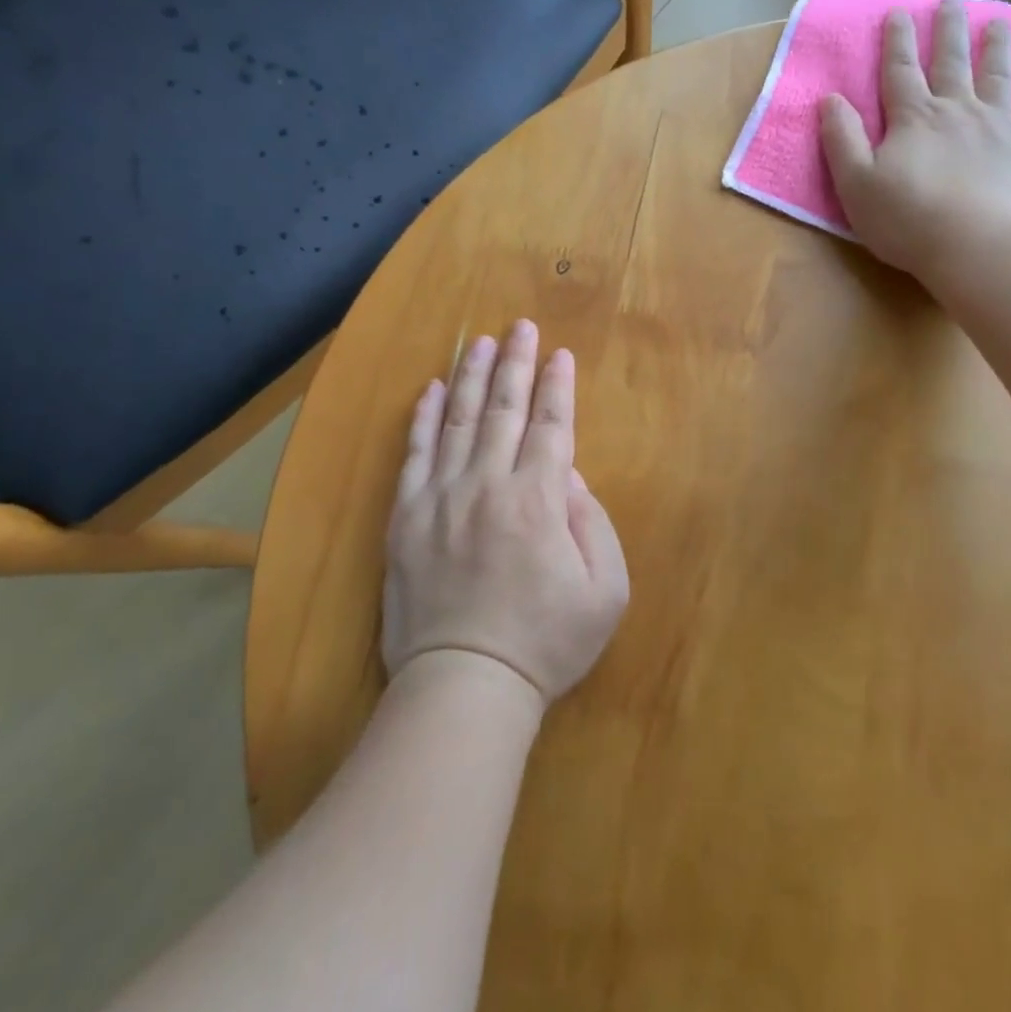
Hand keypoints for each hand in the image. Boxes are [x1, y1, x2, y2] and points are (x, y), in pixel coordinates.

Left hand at [382, 320, 628, 708]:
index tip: (561, 354)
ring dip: (469, 376)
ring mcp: (442, 497)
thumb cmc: (545, 642)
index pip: (552, 425)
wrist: (465, 684)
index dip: (558, 386)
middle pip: (504, 409)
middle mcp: (489, 484)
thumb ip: (592, 522)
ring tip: (478, 342)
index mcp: (540, 499)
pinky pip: (414, 454)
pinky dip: (422, 418)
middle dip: (516, 363)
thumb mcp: (604, 590)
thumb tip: (568, 474)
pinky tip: (428, 389)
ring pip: (457, 420)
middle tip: (520, 327)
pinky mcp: (406, 517)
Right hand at [819, 0, 1010, 293]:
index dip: (897, 41)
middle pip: (951, 61)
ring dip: (996, 47)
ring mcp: (998, 126)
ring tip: (998, 22)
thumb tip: (831, 99)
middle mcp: (957, 110)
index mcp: (913, 119)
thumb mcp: (855, 183)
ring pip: (996, 76)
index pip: (900, 71)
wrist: (980, 247)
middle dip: (948, 29)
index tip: (898, 12)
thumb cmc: (908, 219)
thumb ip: (841, 139)